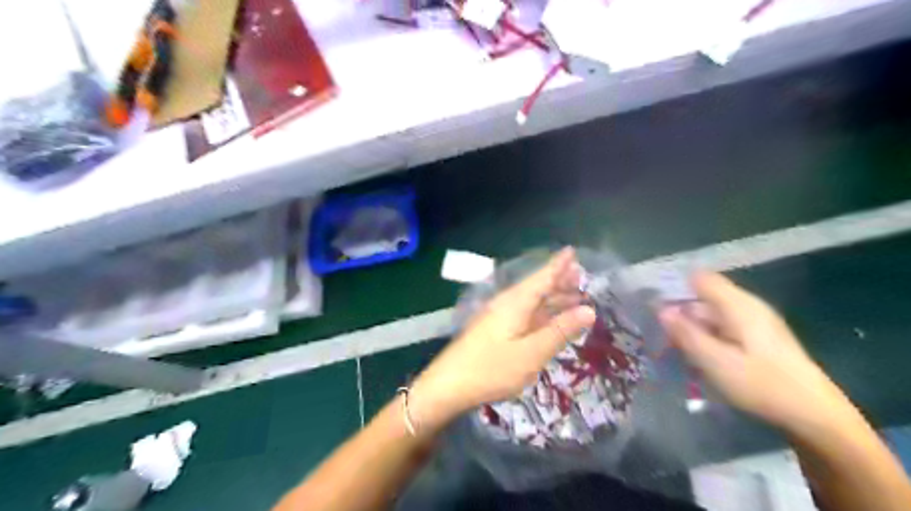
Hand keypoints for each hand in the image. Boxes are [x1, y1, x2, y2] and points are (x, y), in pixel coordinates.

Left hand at [411, 248, 598, 431]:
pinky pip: (525, 314)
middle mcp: (507, 304)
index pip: (542, 277)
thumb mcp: (532, 353)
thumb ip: (560, 331)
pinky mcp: (495, 330)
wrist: (448, 385)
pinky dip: (542, 313)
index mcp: (516, 302)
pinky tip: (550, 320)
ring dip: (552, 298)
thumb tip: (589, 310)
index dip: (558, 265)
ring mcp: (499, 317)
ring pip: (531, 302)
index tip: (573, 251)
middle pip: (537, 287)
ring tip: (574, 296)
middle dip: (559, 281)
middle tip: (582, 276)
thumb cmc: (491, 369)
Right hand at [658, 270, 859, 432]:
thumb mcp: (715, 361)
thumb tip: (660, 309)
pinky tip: (702, 359)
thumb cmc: (761, 385)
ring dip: (693, 328)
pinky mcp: (761, 338)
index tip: (654, 307)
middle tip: (661, 337)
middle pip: (704, 298)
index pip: (700, 279)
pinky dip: (708, 338)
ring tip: (676, 350)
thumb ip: (686, 333)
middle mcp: (748, 306)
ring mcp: (756, 322)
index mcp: (738, 305)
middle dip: (681, 313)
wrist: (816, 416)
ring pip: (713, 315)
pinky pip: (724, 328)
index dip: (675, 287)